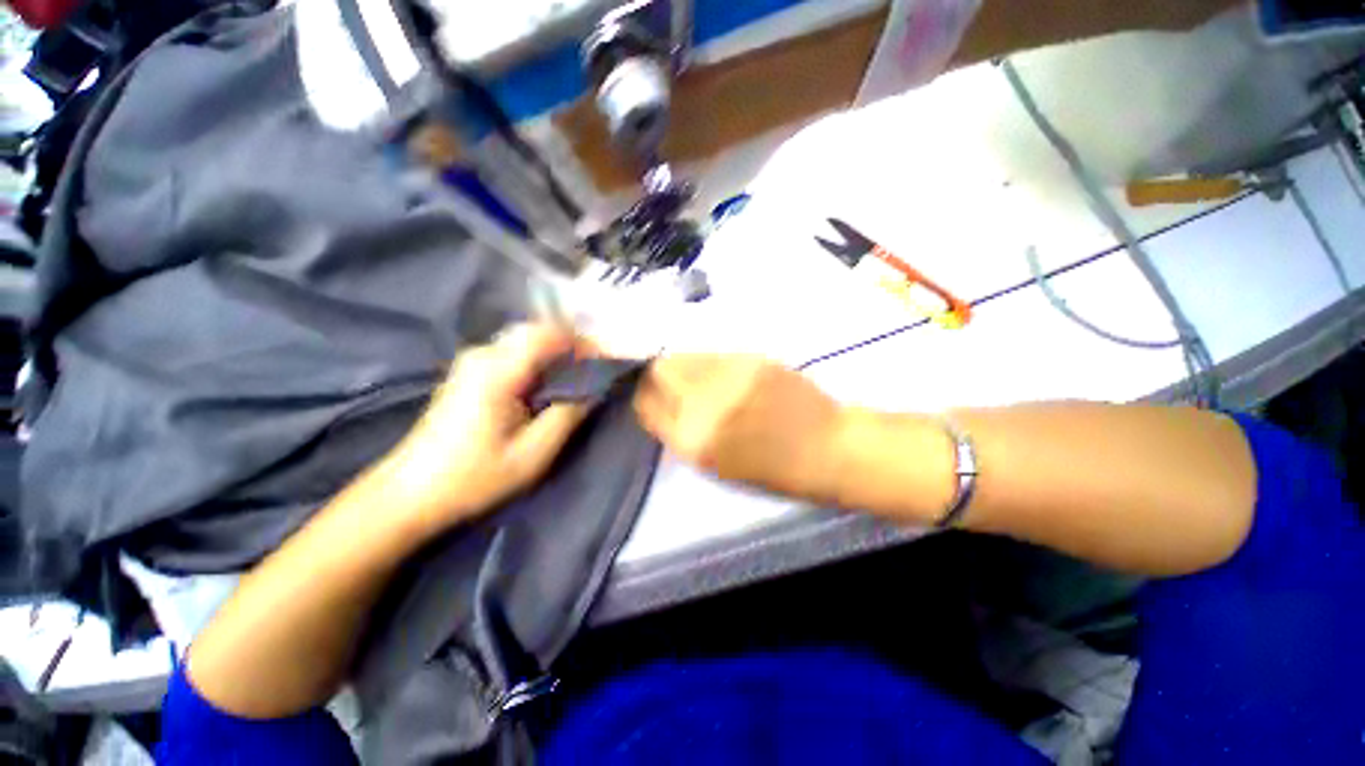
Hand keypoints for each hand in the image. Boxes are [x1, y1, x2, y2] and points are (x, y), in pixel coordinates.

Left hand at [378, 323, 590, 534]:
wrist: (410, 494)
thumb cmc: (473, 477)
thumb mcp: (533, 453)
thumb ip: (569, 413)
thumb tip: (596, 386)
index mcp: (498, 370)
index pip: (549, 333)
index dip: (583, 342)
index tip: (606, 362)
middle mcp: (484, 354)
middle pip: (539, 332)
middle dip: (573, 346)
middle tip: (596, 372)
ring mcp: (474, 361)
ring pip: (528, 341)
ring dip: (558, 354)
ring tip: (579, 380)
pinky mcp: (471, 373)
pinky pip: (516, 354)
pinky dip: (541, 362)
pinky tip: (550, 386)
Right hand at [634, 354, 845, 503]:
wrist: (824, 449)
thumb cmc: (771, 471)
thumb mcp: (715, 467)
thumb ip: (683, 434)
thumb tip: (664, 406)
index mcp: (691, 442)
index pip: (646, 406)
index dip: (645, 398)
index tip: (651, 395)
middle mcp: (702, 405)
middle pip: (658, 371)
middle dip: (656, 374)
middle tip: (669, 380)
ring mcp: (726, 377)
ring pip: (684, 355)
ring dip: (681, 364)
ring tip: (697, 375)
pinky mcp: (749, 359)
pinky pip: (712, 353)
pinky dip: (707, 361)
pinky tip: (721, 372)